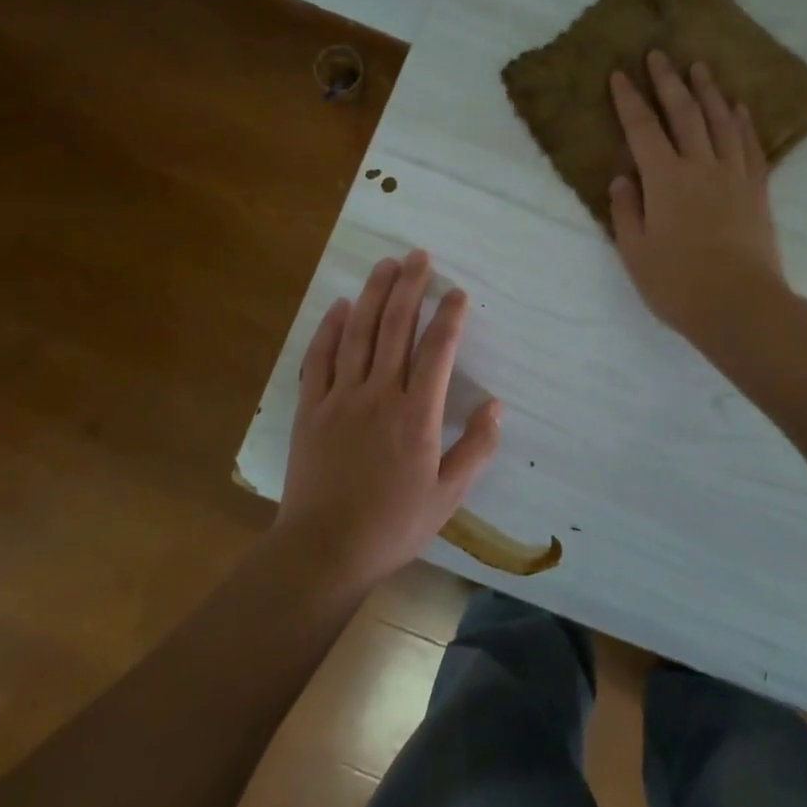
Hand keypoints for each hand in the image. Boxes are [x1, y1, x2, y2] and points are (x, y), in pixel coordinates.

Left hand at [276, 251, 501, 590]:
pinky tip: (340, 306)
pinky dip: (330, 328)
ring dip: (372, 295)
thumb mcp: (448, 497)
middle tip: (418, 256)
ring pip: (358, 333)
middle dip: (409, 287)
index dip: (449, 316)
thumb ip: (475, 449)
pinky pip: (319, 358)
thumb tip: (496, 406)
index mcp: (417, 416)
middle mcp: (379, 395)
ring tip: (385, 264)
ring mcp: (340, 398)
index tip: (456, 292)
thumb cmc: (393, 525)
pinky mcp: (310, 409)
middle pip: (395, 328)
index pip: (437, 351)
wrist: (324, 550)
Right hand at [608, 50, 788, 346]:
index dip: (629, 100)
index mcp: (665, 180)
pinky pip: (750, 146)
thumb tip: (623, 178)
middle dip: (668, 81)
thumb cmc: (678, 283)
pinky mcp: (757, 190)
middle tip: (659, 54)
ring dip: (708, 92)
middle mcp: (700, 166)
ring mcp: (734, 176)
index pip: (642, 129)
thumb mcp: (635, 251)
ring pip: (721, 122)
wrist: (740, 305)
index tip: (620, 74)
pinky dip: (743, 123)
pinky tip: (739, 108)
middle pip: (684, 114)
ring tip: (700, 68)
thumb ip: (626, 210)